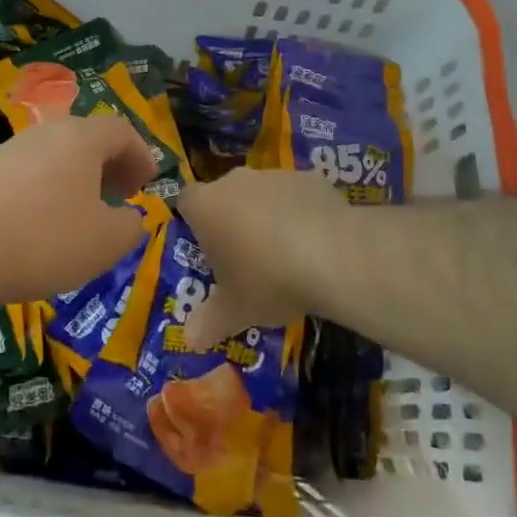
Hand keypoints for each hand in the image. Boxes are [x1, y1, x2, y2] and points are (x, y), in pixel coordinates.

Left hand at [0, 113, 156, 305]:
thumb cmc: (46, 240)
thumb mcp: (107, 242)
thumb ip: (131, 226)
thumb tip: (131, 218)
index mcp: (80, 138)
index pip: (121, 130)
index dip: (140, 155)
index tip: (147, 184)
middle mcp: (46, 132)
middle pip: (87, 137)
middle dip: (110, 164)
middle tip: (120, 195)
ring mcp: (10, 149)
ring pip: (56, 153)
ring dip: (77, 176)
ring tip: (82, 211)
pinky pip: (28, 171)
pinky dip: (46, 187)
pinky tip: (41, 222)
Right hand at [178, 168, 357, 348]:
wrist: (331, 255)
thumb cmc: (267, 280)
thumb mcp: (235, 311)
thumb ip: (209, 322)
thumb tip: (190, 339)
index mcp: (207, 206)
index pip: (186, 201)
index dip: (194, 221)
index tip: (206, 247)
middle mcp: (235, 182)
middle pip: (224, 195)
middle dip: (232, 219)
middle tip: (244, 256)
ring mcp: (274, 176)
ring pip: (261, 193)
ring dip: (266, 214)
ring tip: (284, 253)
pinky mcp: (309, 178)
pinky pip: (296, 195)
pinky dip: (299, 212)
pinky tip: (314, 242)